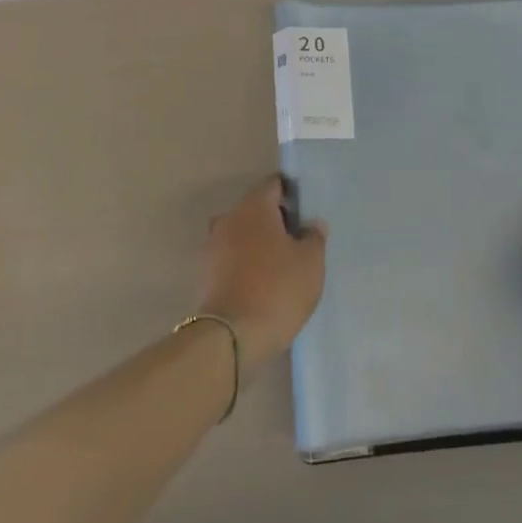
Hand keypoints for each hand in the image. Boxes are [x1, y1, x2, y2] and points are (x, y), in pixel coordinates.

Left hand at [196, 176, 325, 373]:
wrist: (232, 337)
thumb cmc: (278, 289)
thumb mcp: (310, 262)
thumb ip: (314, 237)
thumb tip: (311, 224)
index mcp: (253, 207)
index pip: (273, 184)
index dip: (291, 192)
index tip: (306, 209)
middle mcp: (229, 219)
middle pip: (256, 208)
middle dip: (276, 218)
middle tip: (300, 238)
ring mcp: (213, 246)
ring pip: (243, 233)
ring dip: (260, 242)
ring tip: (284, 262)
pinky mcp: (207, 274)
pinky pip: (233, 256)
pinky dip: (248, 262)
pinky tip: (265, 280)